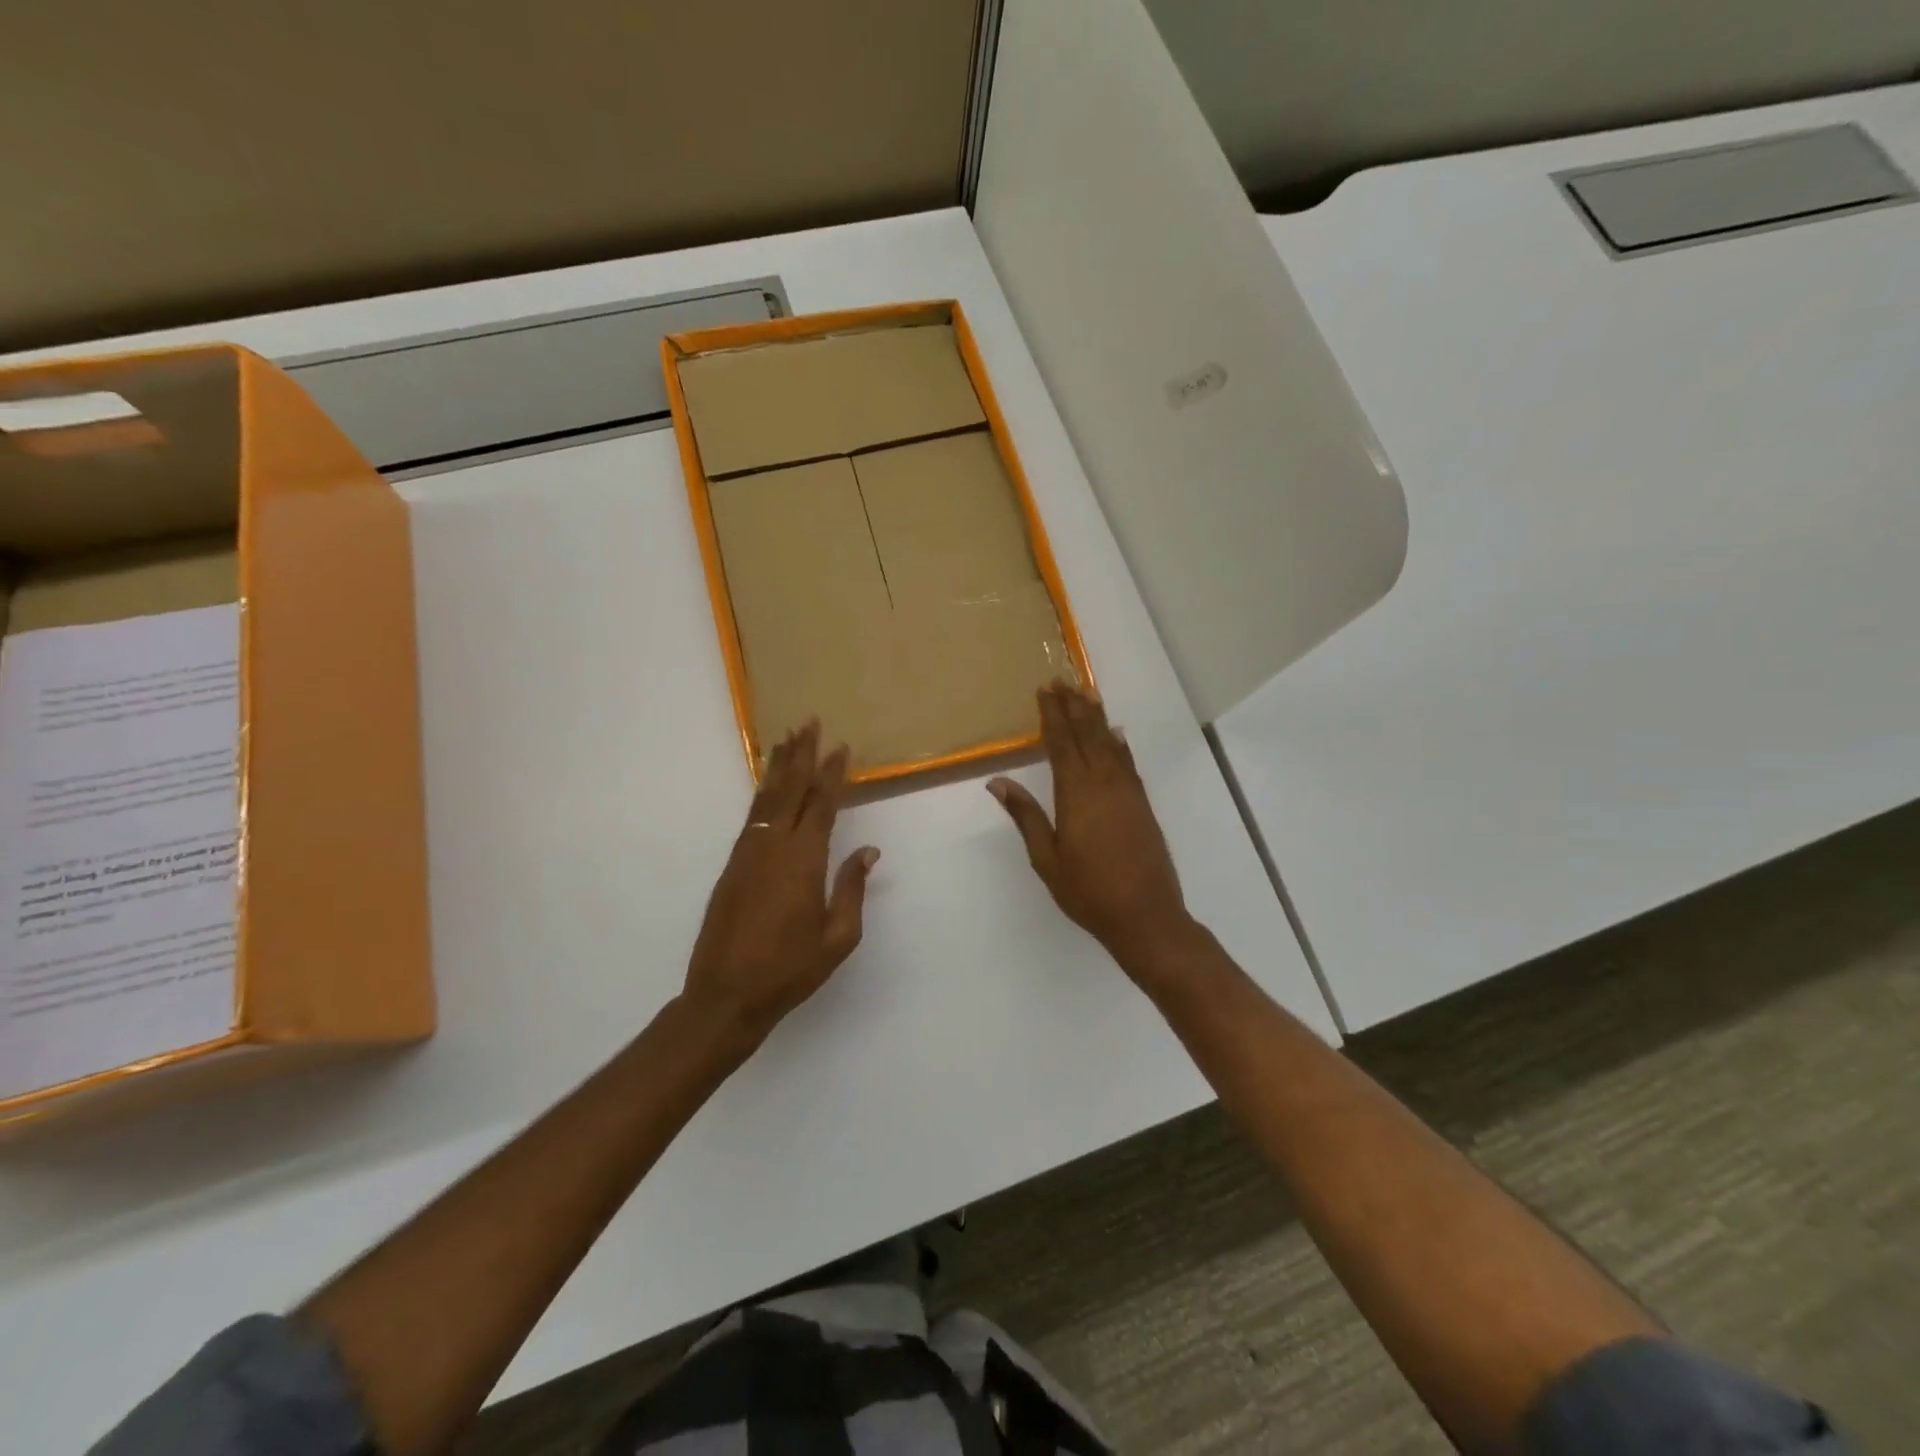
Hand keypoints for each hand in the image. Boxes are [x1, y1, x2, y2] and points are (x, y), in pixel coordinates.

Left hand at [683, 722, 879, 1047]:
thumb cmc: (790, 969)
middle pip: (790, 789)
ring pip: (767, 797)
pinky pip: (752, 815)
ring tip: (786, 738)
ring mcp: (748, 852)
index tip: (842, 747)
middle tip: (809, 722)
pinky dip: (763, 792)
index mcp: (804, 860)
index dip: (833, 774)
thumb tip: (868, 850)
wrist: (725, 994)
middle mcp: (773, 845)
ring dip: (778, 766)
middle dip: (802, 754)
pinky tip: (768, 784)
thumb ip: (852, 888)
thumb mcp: (838, 937)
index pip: (822, 804)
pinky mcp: (732, 864)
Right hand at [988, 683, 1196, 976]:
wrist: (1145, 915)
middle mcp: (1104, 783)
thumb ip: (1026, 815)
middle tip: (1062, 680)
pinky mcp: (1142, 803)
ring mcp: (1127, 791)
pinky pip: (1128, 762)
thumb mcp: (1046, 858)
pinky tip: (1117, 734)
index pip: (1061, 743)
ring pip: (1110, 743)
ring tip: (1086, 693)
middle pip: (1087, 734)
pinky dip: (1120, 743)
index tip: (1044, 690)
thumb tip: (997, 781)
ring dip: (1097, 717)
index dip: (1052, 715)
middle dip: (1073, 706)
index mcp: (1076, 793)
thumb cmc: (1087, 890)